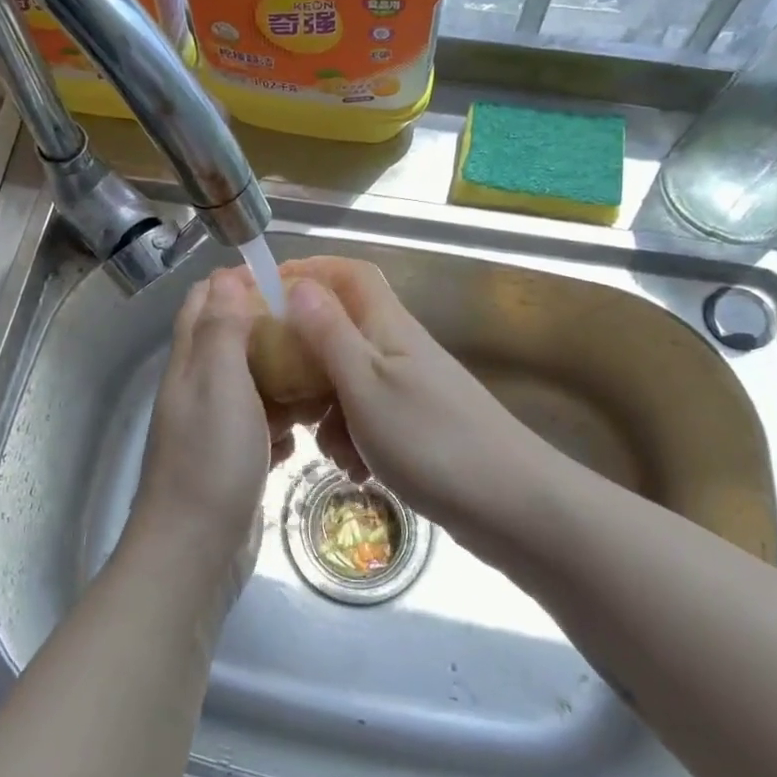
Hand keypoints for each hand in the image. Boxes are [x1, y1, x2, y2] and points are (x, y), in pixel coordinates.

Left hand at [123, 267, 289, 599]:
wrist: (195, 552)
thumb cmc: (210, 460)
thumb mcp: (219, 383)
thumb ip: (222, 330)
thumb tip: (226, 277)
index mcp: (189, 364)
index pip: (203, 303)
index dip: (236, 283)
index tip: (283, 279)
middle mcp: (197, 390)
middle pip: (231, 342)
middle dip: (267, 327)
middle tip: (314, 326)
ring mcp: (214, 429)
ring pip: (251, 385)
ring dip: (281, 376)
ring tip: (322, 373)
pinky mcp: (233, 461)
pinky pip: (261, 428)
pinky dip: (282, 423)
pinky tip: (305, 431)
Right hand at [281, 256, 572, 570]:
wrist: (511, 505)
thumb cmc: (430, 439)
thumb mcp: (365, 385)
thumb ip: (329, 334)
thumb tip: (298, 284)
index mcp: (388, 326)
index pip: (348, 274)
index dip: (309, 272)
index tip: (266, 292)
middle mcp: (399, 348)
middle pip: (341, 330)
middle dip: (306, 358)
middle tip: (280, 389)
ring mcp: (410, 388)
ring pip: (349, 380)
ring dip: (327, 410)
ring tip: (326, 448)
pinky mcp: (416, 426)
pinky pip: (368, 417)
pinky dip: (353, 438)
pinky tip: (356, 470)